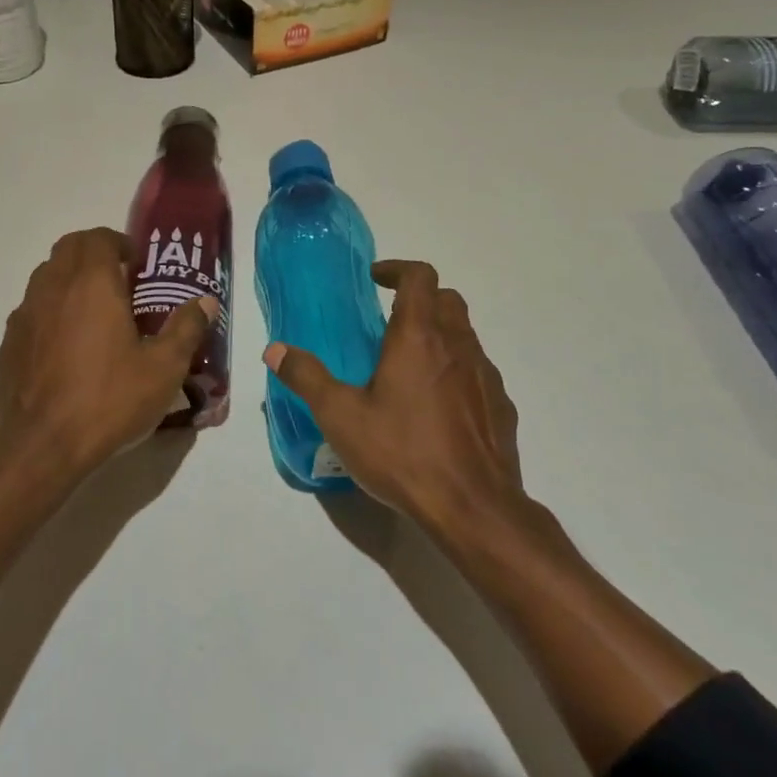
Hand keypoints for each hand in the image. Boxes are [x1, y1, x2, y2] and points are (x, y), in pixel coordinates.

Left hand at [0, 228, 216, 481]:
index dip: (118, 243)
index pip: (97, 238)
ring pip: (45, 277)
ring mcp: (24, 316)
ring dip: (69, 280)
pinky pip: (30, 311)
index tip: (136, 265)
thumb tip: (206, 302)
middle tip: (118, 282)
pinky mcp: (9, 344)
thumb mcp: (163, 369)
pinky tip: (66, 346)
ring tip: (93, 312)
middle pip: (68, 248)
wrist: (43, 446)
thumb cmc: (109, 400)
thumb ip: (186, 329)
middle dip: (93, 254)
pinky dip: (50, 311)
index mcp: (92, 285)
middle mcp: (53, 289)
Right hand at [263, 259, 522, 528]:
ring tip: (409, 366)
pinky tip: (437, 407)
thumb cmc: (403, 453)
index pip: (420, 277)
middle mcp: (458, 346)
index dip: (397, 269)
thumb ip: (307, 377)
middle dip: (420, 299)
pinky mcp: (500, 406)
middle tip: (390, 321)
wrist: (472, 507)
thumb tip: (276, 350)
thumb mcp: (340, 416)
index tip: (375, 280)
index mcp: (419, 338)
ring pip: (465, 335)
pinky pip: (477, 372)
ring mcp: (485, 375)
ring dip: (439, 335)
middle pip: (448, 300)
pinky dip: (456, 371)